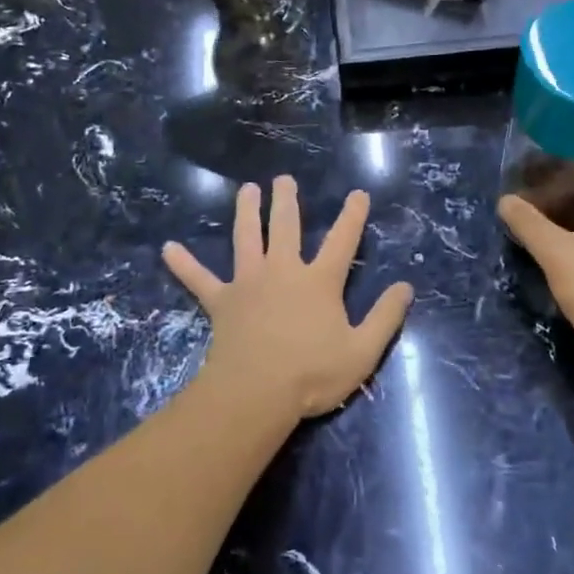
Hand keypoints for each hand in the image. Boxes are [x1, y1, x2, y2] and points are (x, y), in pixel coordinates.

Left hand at [164, 177, 414, 419]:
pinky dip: (184, 264)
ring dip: (246, 212)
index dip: (353, 216)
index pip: (343, 240)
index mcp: (319, 281)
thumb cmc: (312, 374)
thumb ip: (386, 317)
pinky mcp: (222, 302)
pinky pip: (199, 279)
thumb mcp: (363, 351)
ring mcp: (249, 283)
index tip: (358, 193)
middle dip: (287, 201)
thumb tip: (406, 287)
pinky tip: (167, 249)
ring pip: (246, 238)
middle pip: (286, 227)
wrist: (256, 393)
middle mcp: (283, 271)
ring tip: (246, 189)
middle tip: (282, 179)